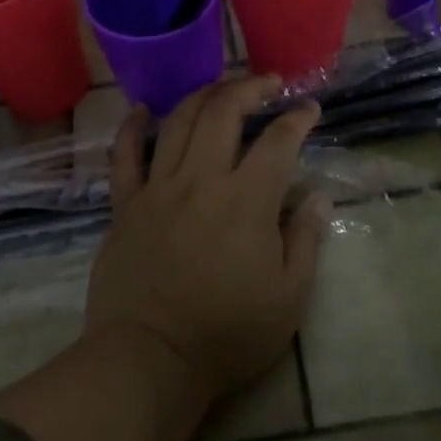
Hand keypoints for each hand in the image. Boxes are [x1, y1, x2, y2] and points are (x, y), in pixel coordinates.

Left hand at [86, 76, 330, 413]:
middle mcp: (201, 180)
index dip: (297, 118)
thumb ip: (305, 240)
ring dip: (202, 95)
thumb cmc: (227, 334)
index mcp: (246, 201)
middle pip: (223, 113)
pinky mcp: (125, 205)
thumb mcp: (288, 298)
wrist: (150, 358)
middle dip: (249, 88)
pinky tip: (141, 110)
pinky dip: (132, 128)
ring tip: (220, 87)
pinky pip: (124, 156)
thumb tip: (315, 196)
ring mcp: (157, 189)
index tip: (310, 108)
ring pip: (177, 122)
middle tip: (268, 82)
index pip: (277, 142)